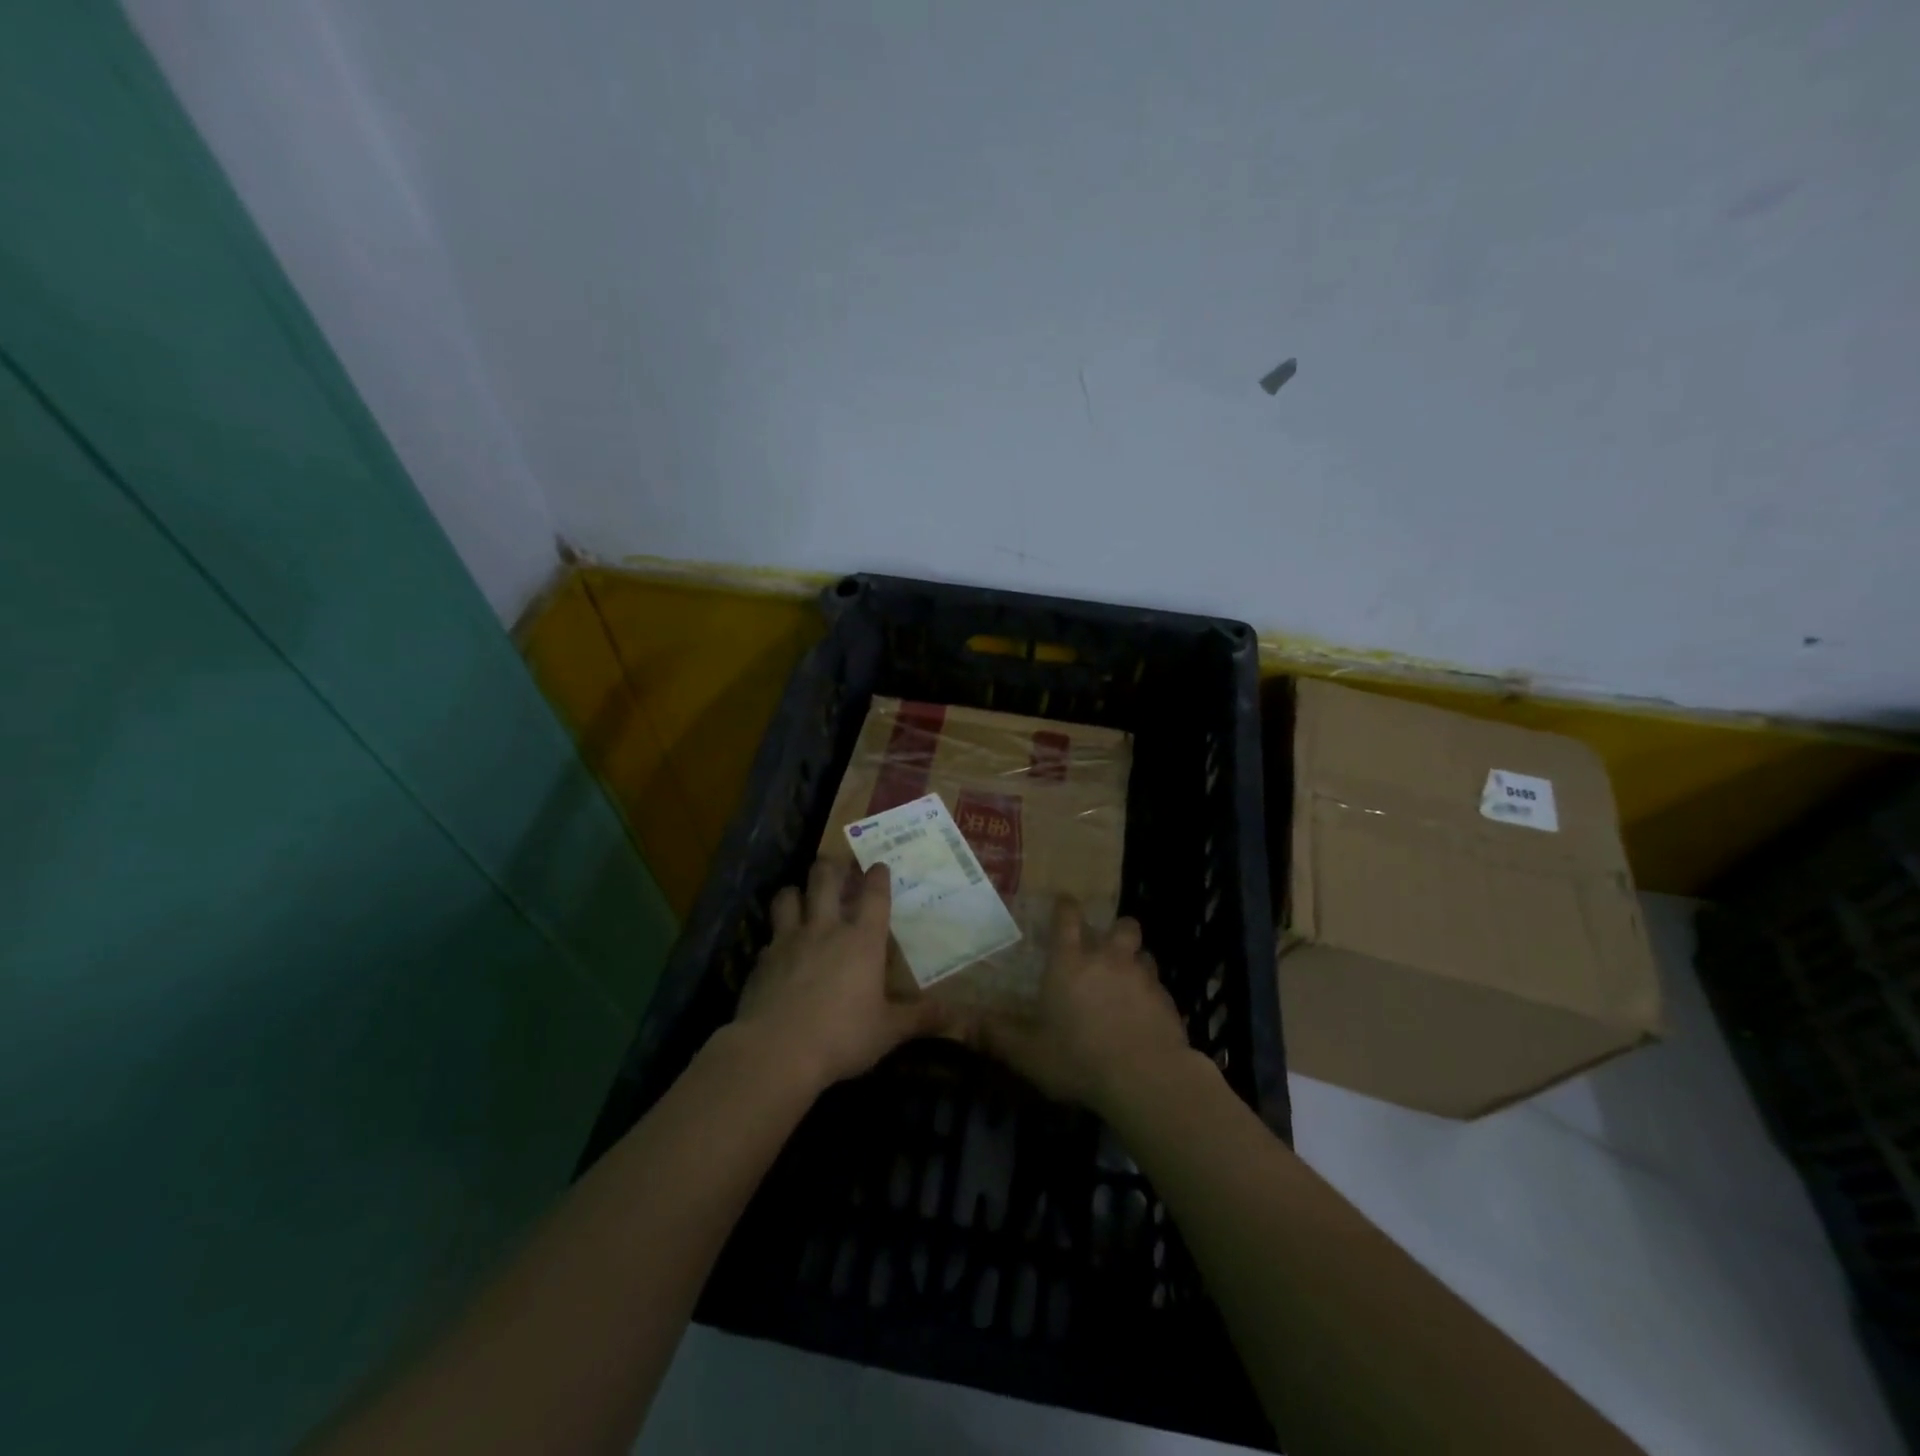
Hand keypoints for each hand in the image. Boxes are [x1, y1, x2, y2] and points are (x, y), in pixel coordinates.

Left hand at [732, 859, 947, 1094]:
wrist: (775, 1051)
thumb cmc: (841, 1036)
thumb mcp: (888, 1031)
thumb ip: (920, 1018)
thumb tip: (956, 1015)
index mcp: (862, 941)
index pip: (874, 896)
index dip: (877, 876)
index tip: (878, 864)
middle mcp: (825, 930)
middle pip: (825, 880)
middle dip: (832, 866)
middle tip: (836, 863)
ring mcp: (789, 941)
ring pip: (788, 897)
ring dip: (796, 891)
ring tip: (801, 894)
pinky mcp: (761, 960)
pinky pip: (769, 936)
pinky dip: (775, 935)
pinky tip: (777, 947)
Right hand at [972, 897, 1195, 1118]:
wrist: (1145, 1078)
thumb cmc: (1078, 1058)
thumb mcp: (1028, 1053)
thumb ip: (998, 1036)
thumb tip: (965, 1025)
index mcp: (1071, 962)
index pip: (1068, 918)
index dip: (1066, 907)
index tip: (1065, 903)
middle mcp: (1109, 960)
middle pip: (1122, 926)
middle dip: (1116, 930)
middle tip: (1107, 947)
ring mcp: (1143, 978)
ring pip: (1145, 955)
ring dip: (1136, 963)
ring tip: (1128, 982)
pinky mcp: (1168, 1002)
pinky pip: (1160, 989)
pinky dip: (1152, 997)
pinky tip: (1146, 1018)